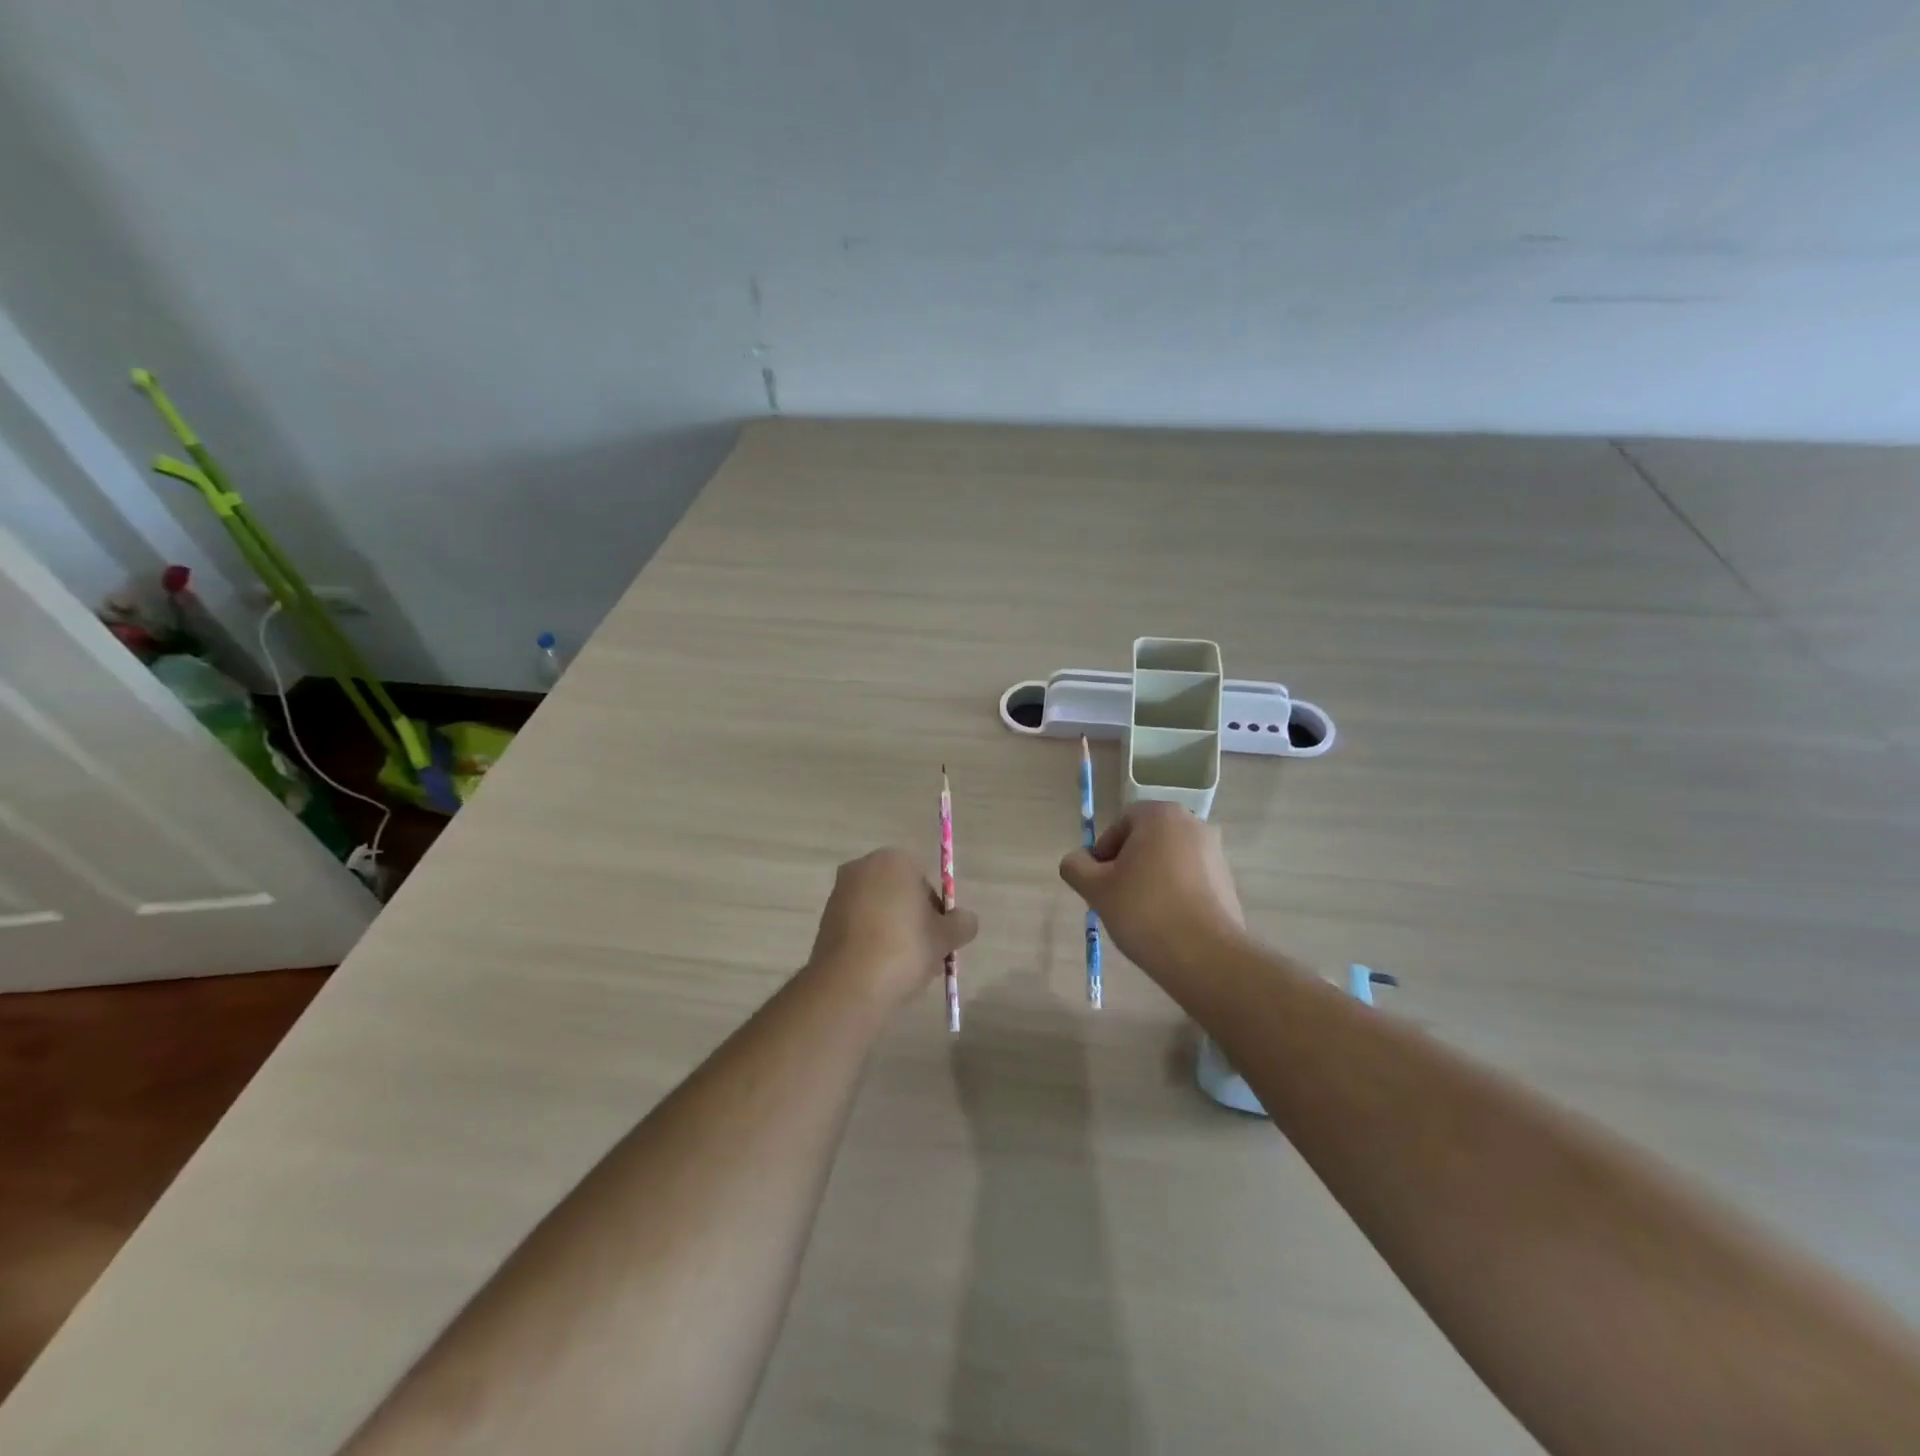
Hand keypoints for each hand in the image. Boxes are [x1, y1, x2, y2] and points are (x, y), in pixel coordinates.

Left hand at [806, 848, 978, 1011]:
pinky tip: (882, 970)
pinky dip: (872, 942)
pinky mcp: (825, 920)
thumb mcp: (945, 937)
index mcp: (894, 860)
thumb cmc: (904, 948)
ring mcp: (840, 894)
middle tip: (927, 954)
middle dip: (915, 920)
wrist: (850, 985)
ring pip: (879, 911)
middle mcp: (863, 868)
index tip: (940, 937)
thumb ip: (962, 924)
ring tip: (907, 969)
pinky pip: (859, 927)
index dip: (937, 910)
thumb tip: (965, 920)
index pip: (925, 879)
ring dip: (895, 932)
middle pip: (900, 893)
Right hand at [1059, 802, 1246, 986]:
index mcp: (1161, 815)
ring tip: (1141, 915)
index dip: (1103, 853)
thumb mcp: (1096, 889)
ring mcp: (1215, 853)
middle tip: (1116, 899)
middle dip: (1127, 866)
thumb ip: (1076, 866)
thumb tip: (1077, 861)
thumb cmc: (1145, 911)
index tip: (1100, 883)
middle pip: (1145, 840)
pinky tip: (1166, 923)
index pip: (1120, 824)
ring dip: (1150, 880)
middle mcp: (1193, 824)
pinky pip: (1189, 879)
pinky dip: (1173, 893)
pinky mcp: (1227, 881)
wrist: (1205, 956)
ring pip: (1167, 860)